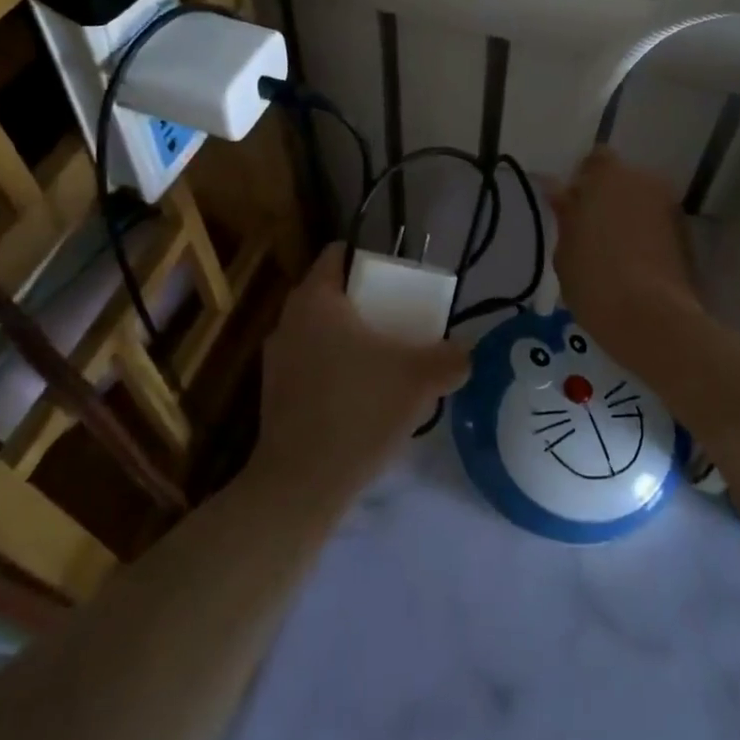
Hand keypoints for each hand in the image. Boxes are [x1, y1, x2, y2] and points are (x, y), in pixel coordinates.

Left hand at [252, 244, 468, 496]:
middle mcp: (289, 320)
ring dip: (350, 339)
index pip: (338, 254)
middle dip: (366, 303)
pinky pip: (311, 365)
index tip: (398, 278)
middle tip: (400, 319)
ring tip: (385, 360)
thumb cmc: (359, 411)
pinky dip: (335, 370)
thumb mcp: (418, 381)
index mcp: (316, 300)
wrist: (302, 484)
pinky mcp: (274, 395)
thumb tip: (465, 353)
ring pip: (320, 332)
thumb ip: (449, 359)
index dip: (370, 259)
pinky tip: (362, 397)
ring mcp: (277, 359)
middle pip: (332, 294)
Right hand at [550, 147, 699, 342]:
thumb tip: (558, 190)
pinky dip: (645, 235)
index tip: (571, 205)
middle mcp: (643, 181)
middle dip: (607, 197)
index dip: (583, 179)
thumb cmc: (594, 280)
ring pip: (640, 202)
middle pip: (621, 180)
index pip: (595, 159)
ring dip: (627, 216)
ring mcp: (668, 207)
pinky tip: (632, 264)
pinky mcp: (685, 235)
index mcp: (607, 175)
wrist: (652, 318)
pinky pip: (656, 225)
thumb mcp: (565, 249)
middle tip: (588, 230)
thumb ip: (565, 214)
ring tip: (610, 252)